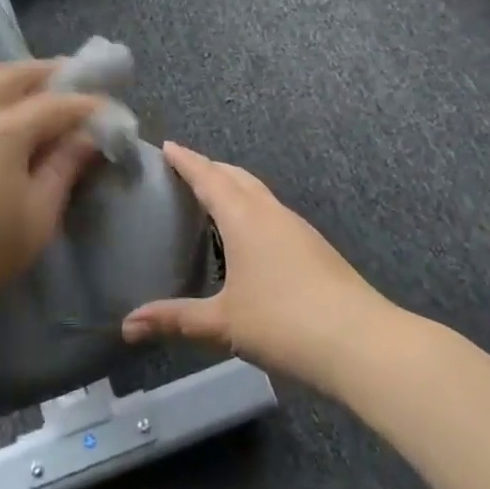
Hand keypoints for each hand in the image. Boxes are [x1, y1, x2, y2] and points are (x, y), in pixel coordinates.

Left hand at [0, 58, 104, 324]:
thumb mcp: (36, 219)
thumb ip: (63, 170)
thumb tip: (86, 136)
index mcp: (4, 131)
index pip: (56, 105)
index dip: (85, 105)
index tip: (106, 108)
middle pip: (14, 74)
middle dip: (47, 72)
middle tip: (68, 75)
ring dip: (0, 68)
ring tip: (14, 78)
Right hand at [122, 143, 381, 385]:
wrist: (362, 342)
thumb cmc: (284, 323)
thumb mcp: (222, 324)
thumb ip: (175, 320)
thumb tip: (127, 325)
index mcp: (245, 218)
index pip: (209, 178)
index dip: (187, 161)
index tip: (168, 146)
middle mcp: (271, 213)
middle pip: (237, 177)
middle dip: (211, 168)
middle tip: (186, 168)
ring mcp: (298, 229)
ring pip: (259, 194)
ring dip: (235, 186)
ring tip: (215, 196)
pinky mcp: (315, 248)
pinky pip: (274, 213)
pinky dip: (253, 208)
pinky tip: (250, 235)